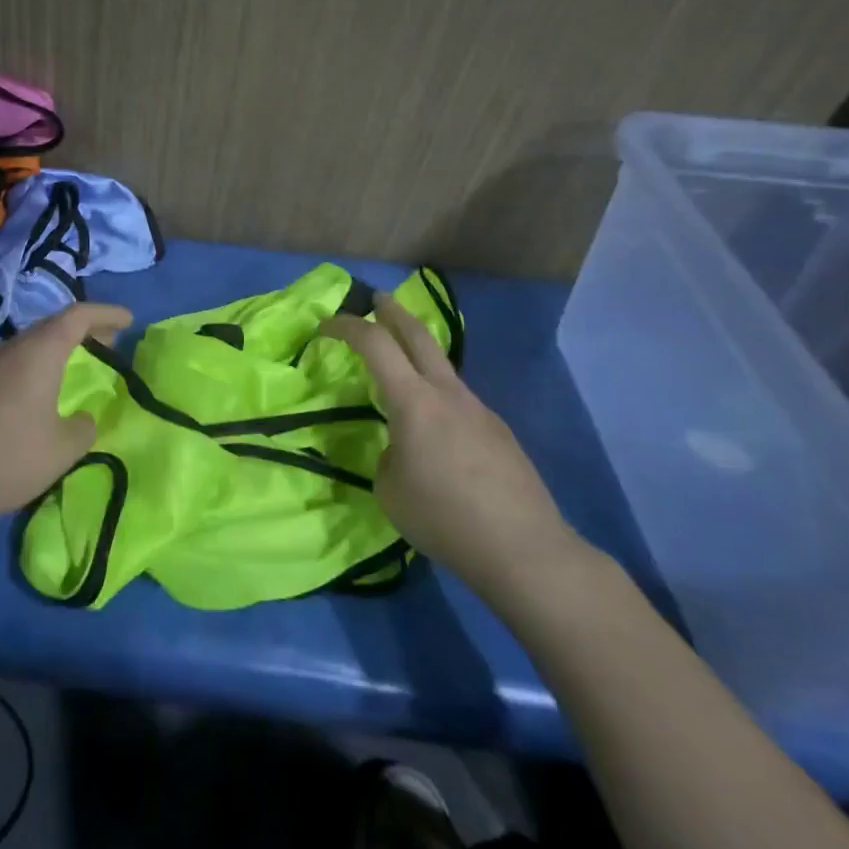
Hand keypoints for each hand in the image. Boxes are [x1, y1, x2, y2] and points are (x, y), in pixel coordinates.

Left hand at [0, 302, 132, 558]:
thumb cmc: (11, 459)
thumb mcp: (64, 447)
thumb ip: (84, 427)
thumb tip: (82, 420)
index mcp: (39, 353)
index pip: (77, 316)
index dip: (106, 314)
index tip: (129, 320)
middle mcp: (11, 350)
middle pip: (52, 325)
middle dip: (84, 329)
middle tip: (110, 340)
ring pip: (31, 343)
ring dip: (59, 347)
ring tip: (81, 362)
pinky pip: (15, 362)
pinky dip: (39, 364)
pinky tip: (44, 389)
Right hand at [322, 293, 592, 609]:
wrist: (524, 549)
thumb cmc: (444, 518)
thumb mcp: (390, 490)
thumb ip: (389, 455)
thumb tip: (402, 448)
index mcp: (414, 402)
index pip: (375, 345)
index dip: (347, 327)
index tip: (325, 326)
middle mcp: (448, 394)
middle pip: (419, 336)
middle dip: (394, 313)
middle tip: (377, 300)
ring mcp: (480, 410)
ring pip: (443, 369)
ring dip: (419, 355)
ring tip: (401, 370)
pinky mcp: (499, 433)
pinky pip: (460, 401)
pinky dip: (438, 397)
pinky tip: (437, 432)